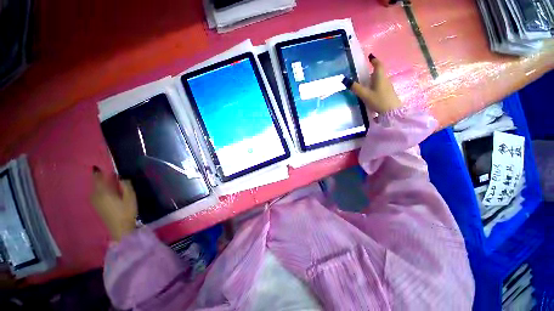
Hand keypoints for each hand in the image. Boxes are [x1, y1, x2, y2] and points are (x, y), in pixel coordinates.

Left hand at [90, 166, 137, 241]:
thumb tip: (121, 177)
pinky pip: (97, 194)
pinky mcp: (97, 206)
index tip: (102, 166)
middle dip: (103, 178)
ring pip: (97, 189)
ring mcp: (95, 202)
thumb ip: (125, 185)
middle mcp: (96, 195)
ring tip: (112, 183)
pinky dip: (102, 190)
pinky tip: (110, 192)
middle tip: (113, 176)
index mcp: (103, 191)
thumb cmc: (126, 211)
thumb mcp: (130, 196)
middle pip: (97, 183)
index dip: (99, 172)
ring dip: (103, 184)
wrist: (120, 228)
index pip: (98, 178)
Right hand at [345, 54, 401, 113]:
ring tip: (364, 83)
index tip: (370, 57)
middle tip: (363, 73)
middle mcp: (385, 79)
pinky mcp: (387, 93)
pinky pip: (380, 86)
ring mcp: (387, 87)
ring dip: (373, 79)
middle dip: (372, 71)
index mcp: (380, 77)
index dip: (374, 60)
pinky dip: (374, 86)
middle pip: (379, 72)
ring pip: (379, 80)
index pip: (378, 64)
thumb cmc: (378, 100)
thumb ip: (355, 87)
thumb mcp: (365, 94)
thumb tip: (344, 79)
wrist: (392, 112)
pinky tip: (369, 92)